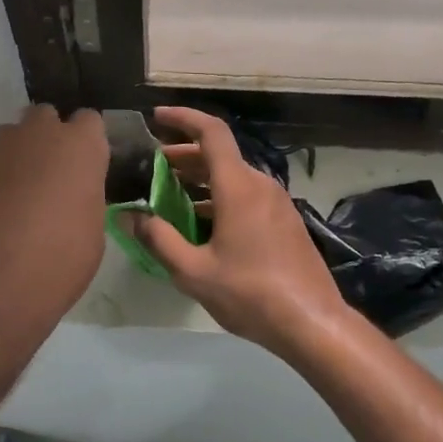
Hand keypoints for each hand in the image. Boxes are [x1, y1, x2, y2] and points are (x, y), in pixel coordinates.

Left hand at [0, 105, 109, 334]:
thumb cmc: (60, 260)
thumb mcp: (92, 229)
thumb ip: (82, 195)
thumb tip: (70, 193)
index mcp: (79, 146)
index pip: (88, 120)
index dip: (85, 142)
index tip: (82, 167)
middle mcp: (36, 134)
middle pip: (43, 118)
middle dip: (45, 139)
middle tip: (47, 179)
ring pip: (7, 140)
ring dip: (12, 160)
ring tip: (10, 202)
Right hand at [124, 107, 352, 356]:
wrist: (313, 323)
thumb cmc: (250, 294)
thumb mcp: (193, 272)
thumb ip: (158, 239)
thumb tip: (129, 216)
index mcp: (238, 187)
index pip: (211, 132)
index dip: (183, 118)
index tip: (156, 118)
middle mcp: (259, 185)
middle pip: (219, 154)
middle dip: (183, 154)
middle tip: (151, 165)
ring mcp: (276, 203)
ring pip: (232, 176)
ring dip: (200, 178)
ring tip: (169, 194)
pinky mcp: (284, 221)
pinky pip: (246, 195)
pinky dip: (219, 196)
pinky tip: (201, 223)